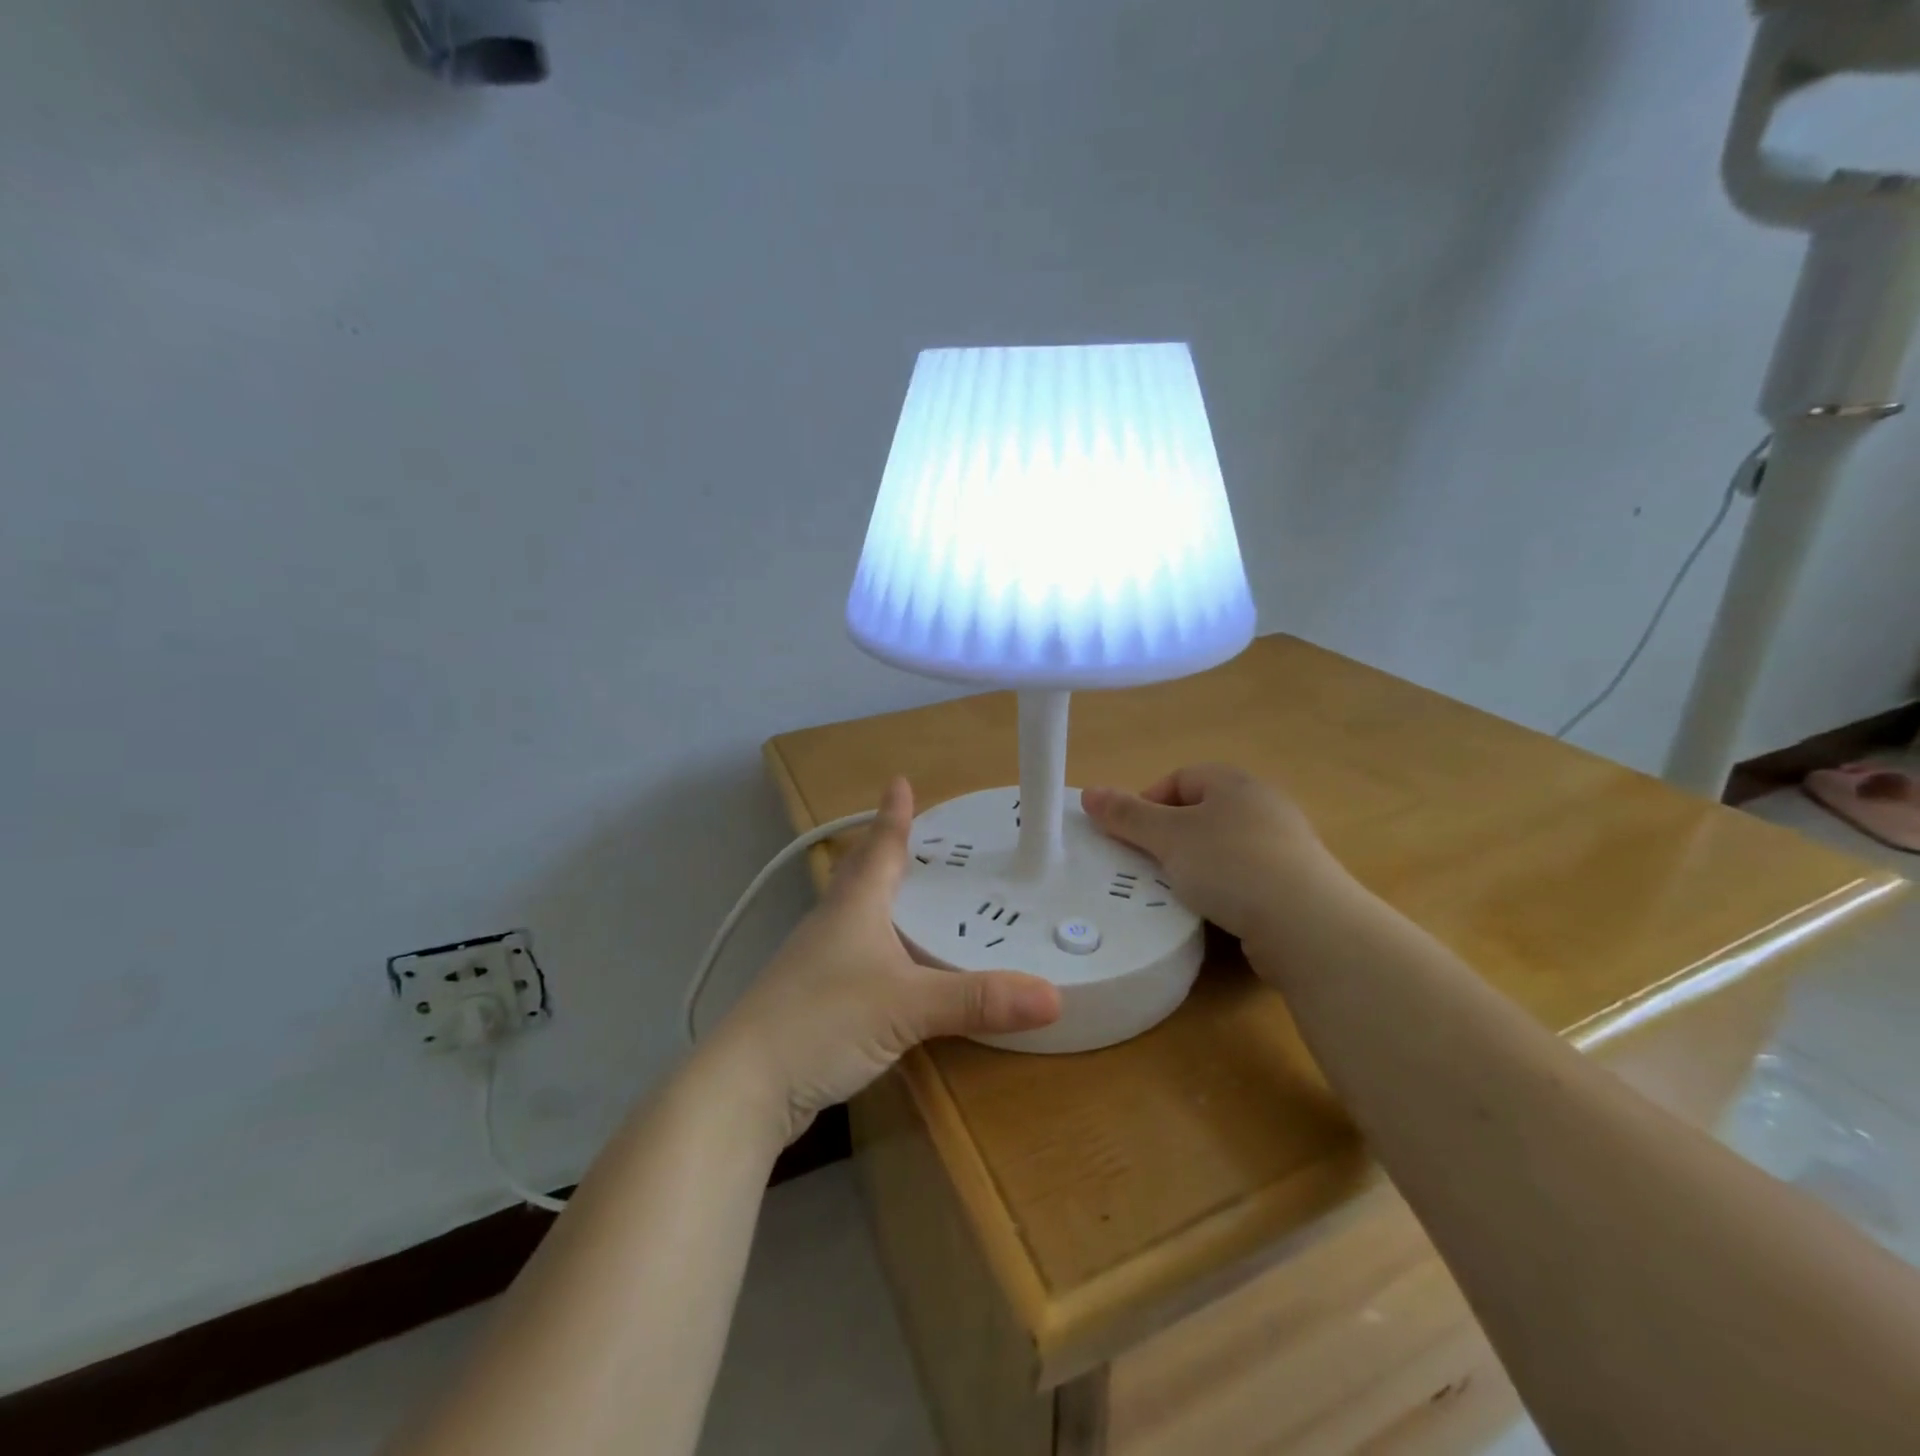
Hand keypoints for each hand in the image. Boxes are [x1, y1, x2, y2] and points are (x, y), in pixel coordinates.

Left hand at [704, 778, 1062, 1143]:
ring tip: (910, 899)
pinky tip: (890, 969)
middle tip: (916, 839)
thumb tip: (1053, 994)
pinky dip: (876, 948)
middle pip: (860, 876)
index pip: (879, 848)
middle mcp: (831, 925)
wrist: (742, 1088)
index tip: (900, 781)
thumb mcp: (907, 1006)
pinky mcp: (809, 1001)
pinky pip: (851, 957)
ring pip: (854, 917)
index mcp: (853, 907)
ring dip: (879, 900)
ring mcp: (814, 964)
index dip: (893, 816)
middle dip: (886, 853)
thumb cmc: (822, 1022)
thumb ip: (978, 1000)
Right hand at [1081, 765, 1346, 946]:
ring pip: (1221, 847)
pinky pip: (1244, 877)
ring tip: (1175, 891)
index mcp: (1233, 782)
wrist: (1307, 925)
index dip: (1147, 802)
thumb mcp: (1168, 837)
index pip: (1179, 778)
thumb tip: (1088, 793)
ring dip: (1194, 865)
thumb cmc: (1230, 864)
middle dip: (1168, 837)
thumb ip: (1127, 815)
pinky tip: (1212, 911)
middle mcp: (1262, 804)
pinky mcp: (1294, 883)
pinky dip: (1222, 889)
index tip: (1130, 837)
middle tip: (1146, 865)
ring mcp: (1283, 845)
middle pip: (1200, 812)